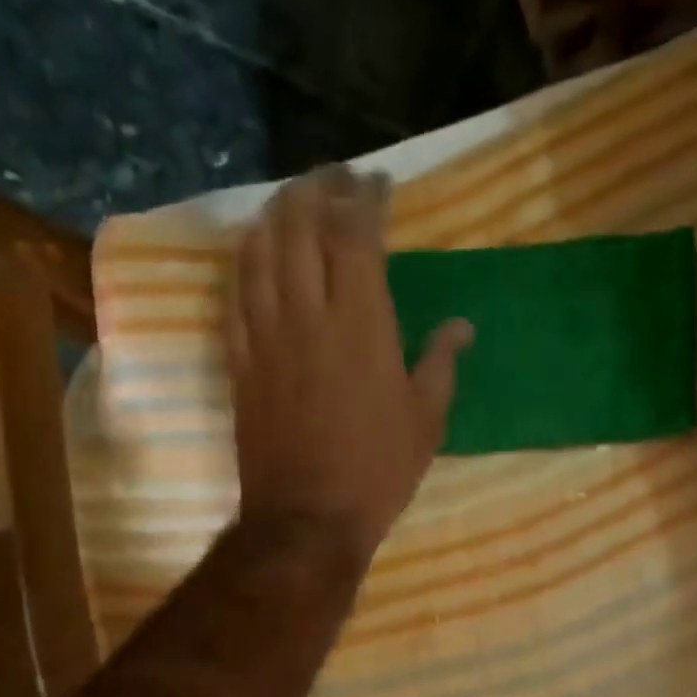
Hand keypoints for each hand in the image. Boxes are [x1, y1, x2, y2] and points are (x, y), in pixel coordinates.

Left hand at [226, 166, 472, 564]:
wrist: (308, 519)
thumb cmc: (377, 471)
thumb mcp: (426, 421)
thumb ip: (440, 364)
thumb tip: (461, 326)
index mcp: (362, 324)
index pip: (357, 236)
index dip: (366, 199)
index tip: (378, 182)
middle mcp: (307, 315)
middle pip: (300, 227)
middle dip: (316, 189)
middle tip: (333, 178)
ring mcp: (265, 336)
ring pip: (259, 252)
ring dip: (274, 214)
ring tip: (291, 200)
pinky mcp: (240, 362)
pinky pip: (235, 295)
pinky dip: (245, 262)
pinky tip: (253, 252)